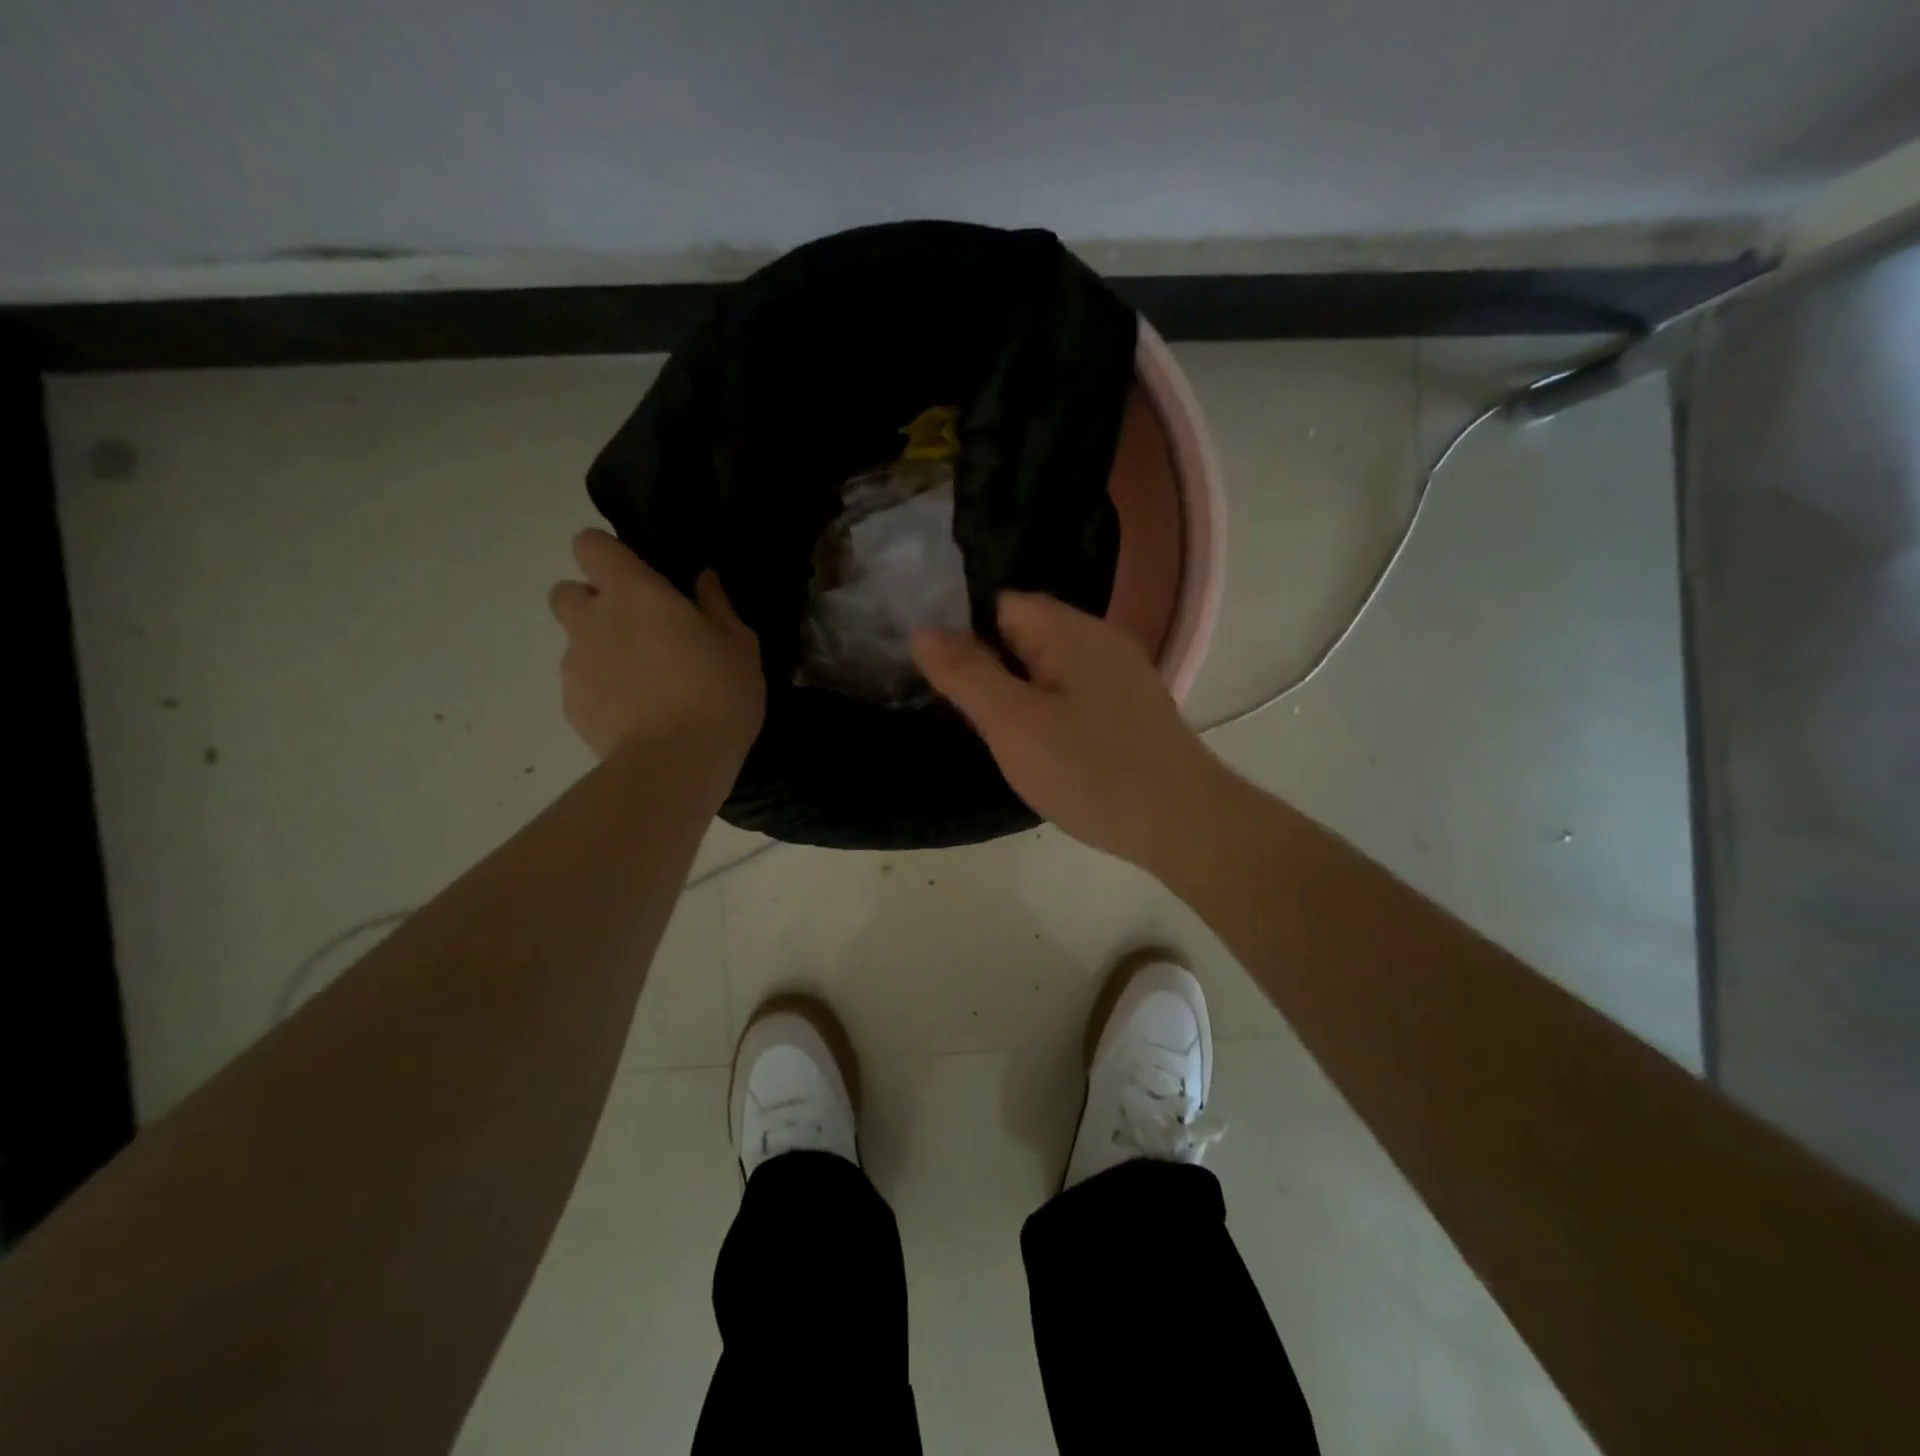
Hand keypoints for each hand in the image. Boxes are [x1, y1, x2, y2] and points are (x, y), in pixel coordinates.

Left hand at [549, 530, 763, 759]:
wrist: (675, 764)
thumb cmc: (718, 694)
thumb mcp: (739, 646)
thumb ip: (717, 605)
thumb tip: (703, 579)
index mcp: (635, 594)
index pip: (589, 545)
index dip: (608, 554)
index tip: (637, 575)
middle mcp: (593, 620)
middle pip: (568, 591)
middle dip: (594, 603)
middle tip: (636, 630)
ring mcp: (575, 664)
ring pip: (574, 641)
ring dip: (599, 649)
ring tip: (641, 682)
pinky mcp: (571, 704)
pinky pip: (580, 683)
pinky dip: (601, 689)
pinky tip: (635, 713)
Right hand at [911, 592, 1236, 873]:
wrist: (1182, 824)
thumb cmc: (1090, 771)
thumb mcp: (1013, 724)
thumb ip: (966, 674)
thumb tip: (922, 628)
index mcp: (1070, 630)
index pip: (1000, 603)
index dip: (962, 629)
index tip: (936, 670)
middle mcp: (1099, 639)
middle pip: (1025, 633)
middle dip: (988, 662)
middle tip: (955, 706)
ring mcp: (1120, 674)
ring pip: (1049, 666)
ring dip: (1017, 688)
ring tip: (990, 727)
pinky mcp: (1130, 708)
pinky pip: (1073, 692)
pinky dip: (1048, 707)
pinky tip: (1038, 743)